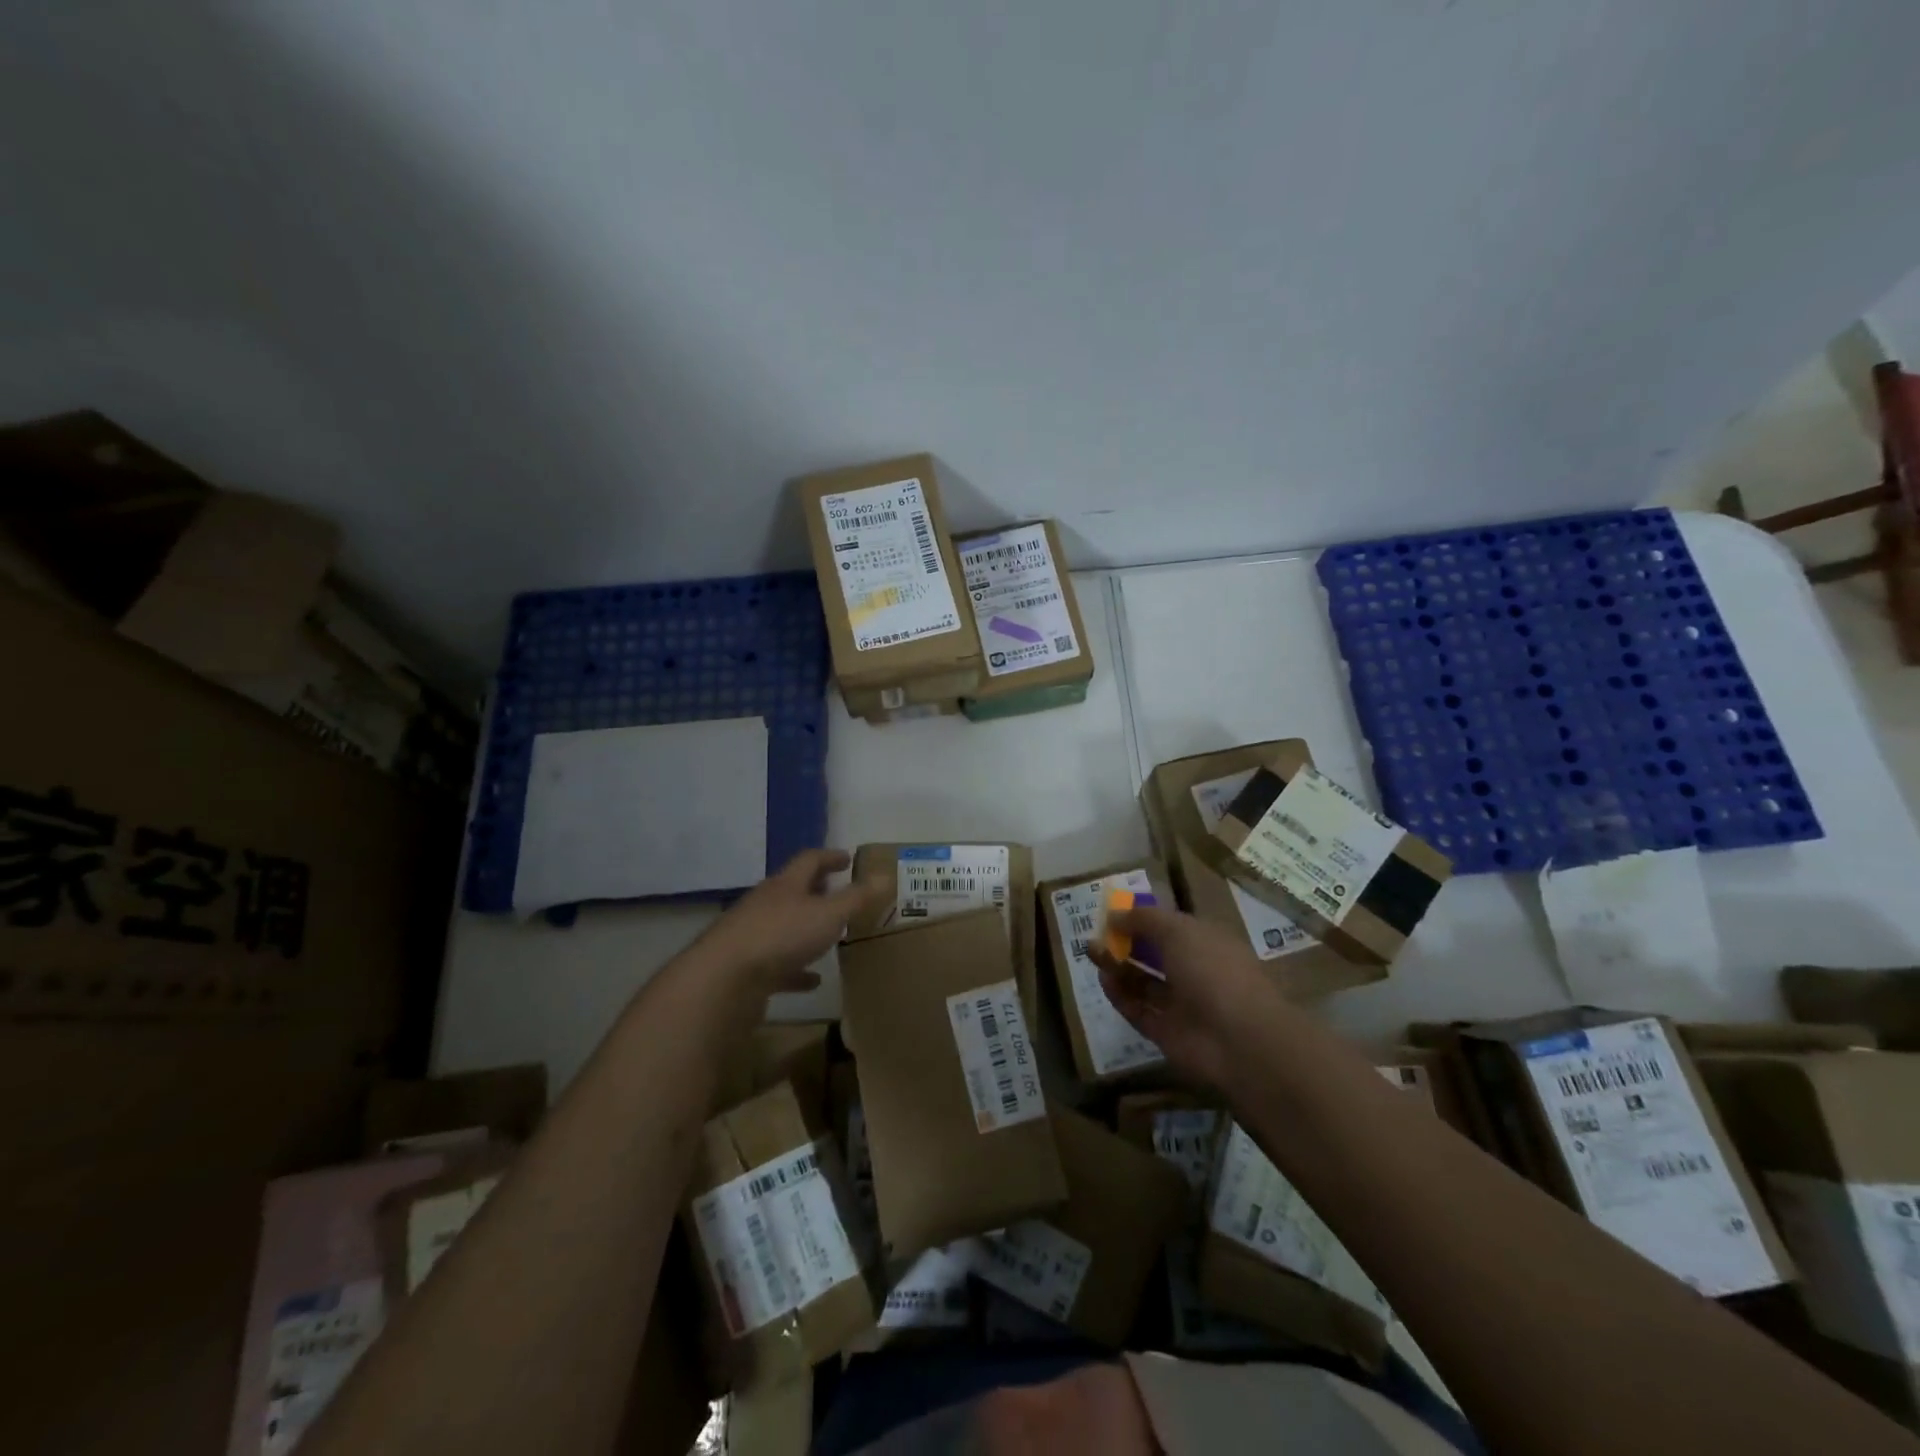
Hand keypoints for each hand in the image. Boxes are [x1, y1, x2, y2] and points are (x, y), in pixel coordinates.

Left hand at [696, 848, 886, 999]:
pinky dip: (796, 970)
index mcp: (785, 885)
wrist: (723, 980)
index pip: (809, 860)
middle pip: (793, 890)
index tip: (847, 858)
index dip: (830, 857)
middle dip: (816, 890)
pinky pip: (777, 965)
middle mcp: (766, 904)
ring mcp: (752, 936)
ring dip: (805, 929)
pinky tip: (812, 981)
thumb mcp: (829, 914)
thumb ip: (858, 898)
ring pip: (784, 927)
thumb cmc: (781, 936)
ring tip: (829, 935)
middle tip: (837, 892)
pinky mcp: (746, 968)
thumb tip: (887, 875)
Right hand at [1088, 903, 1290, 1090]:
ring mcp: (1182, 1005)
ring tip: (1092, 953)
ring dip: (1118, 967)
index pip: (1172, 927)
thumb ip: (1143, 919)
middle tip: (1096, 935)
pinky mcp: (1167, 1034)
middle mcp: (1196, 972)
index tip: (1114, 914)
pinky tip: (1103, 979)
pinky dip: (1121, 996)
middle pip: (1154, 955)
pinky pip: (1139, 1011)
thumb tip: (1114, 915)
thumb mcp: (1177, 930)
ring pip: (1144, 983)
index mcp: (1207, 943)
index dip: (1144, 920)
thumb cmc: (1213, 970)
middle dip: (1125, 943)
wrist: (1239, 1039)